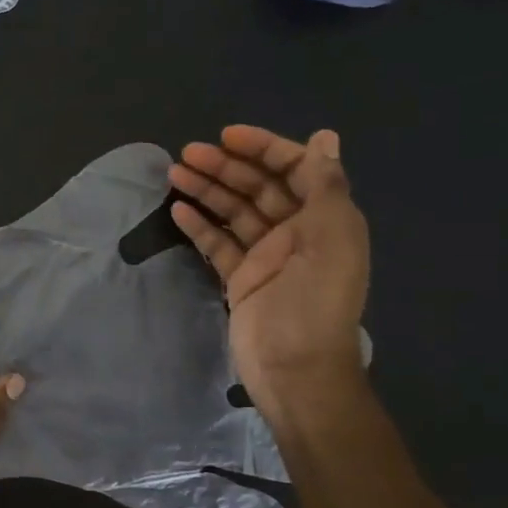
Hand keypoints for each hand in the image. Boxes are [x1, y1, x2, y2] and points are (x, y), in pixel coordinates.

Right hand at [168, 127, 369, 425]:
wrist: (296, 371)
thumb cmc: (316, 303)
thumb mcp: (332, 239)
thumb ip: (326, 186)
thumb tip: (325, 137)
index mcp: (324, 219)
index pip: (294, 169)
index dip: (263, 148)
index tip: (227, 136)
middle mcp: (296, 232)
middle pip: (258, 188)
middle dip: (225, 167)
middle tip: (187, 154)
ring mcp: (266, 256)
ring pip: (234, 212)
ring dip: (207, 190)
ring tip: (174, 173)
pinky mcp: (240, 280)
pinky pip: (218, 245)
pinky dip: (200, 226)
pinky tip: (178, 211)